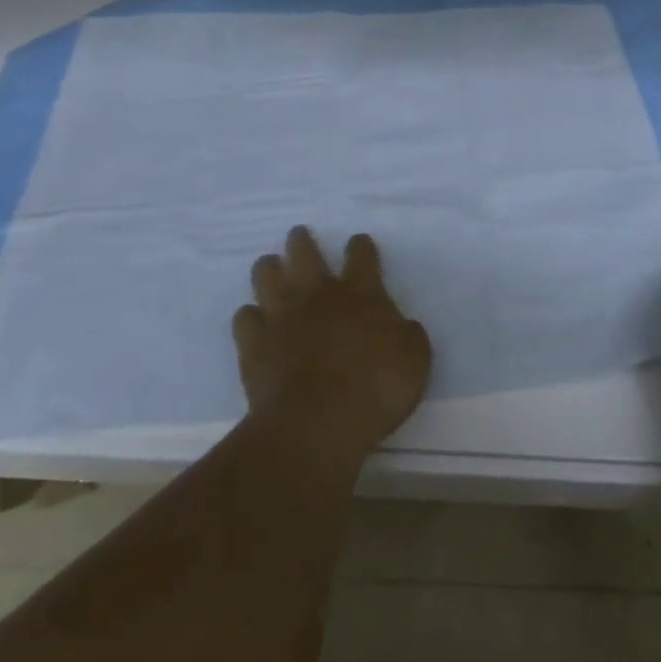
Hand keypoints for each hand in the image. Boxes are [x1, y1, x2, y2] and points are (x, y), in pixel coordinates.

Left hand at [234, 227, 432, 463]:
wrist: (316, 424)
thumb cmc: (375, 390)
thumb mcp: (415, 360)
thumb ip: (408, 335)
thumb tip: (400, 326)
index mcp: (361, 293)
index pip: (361, 254)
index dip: (360, 246)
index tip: (359, 245)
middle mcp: (318, 294)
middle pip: (304, 251)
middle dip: (301, 241)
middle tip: (300, 238)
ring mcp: (281, 315)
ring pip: (266, 274)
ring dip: (270, 269)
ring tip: (272, 270)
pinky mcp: (253, 342)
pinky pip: (245, 316)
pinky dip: (251, 317)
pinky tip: (256, 323)